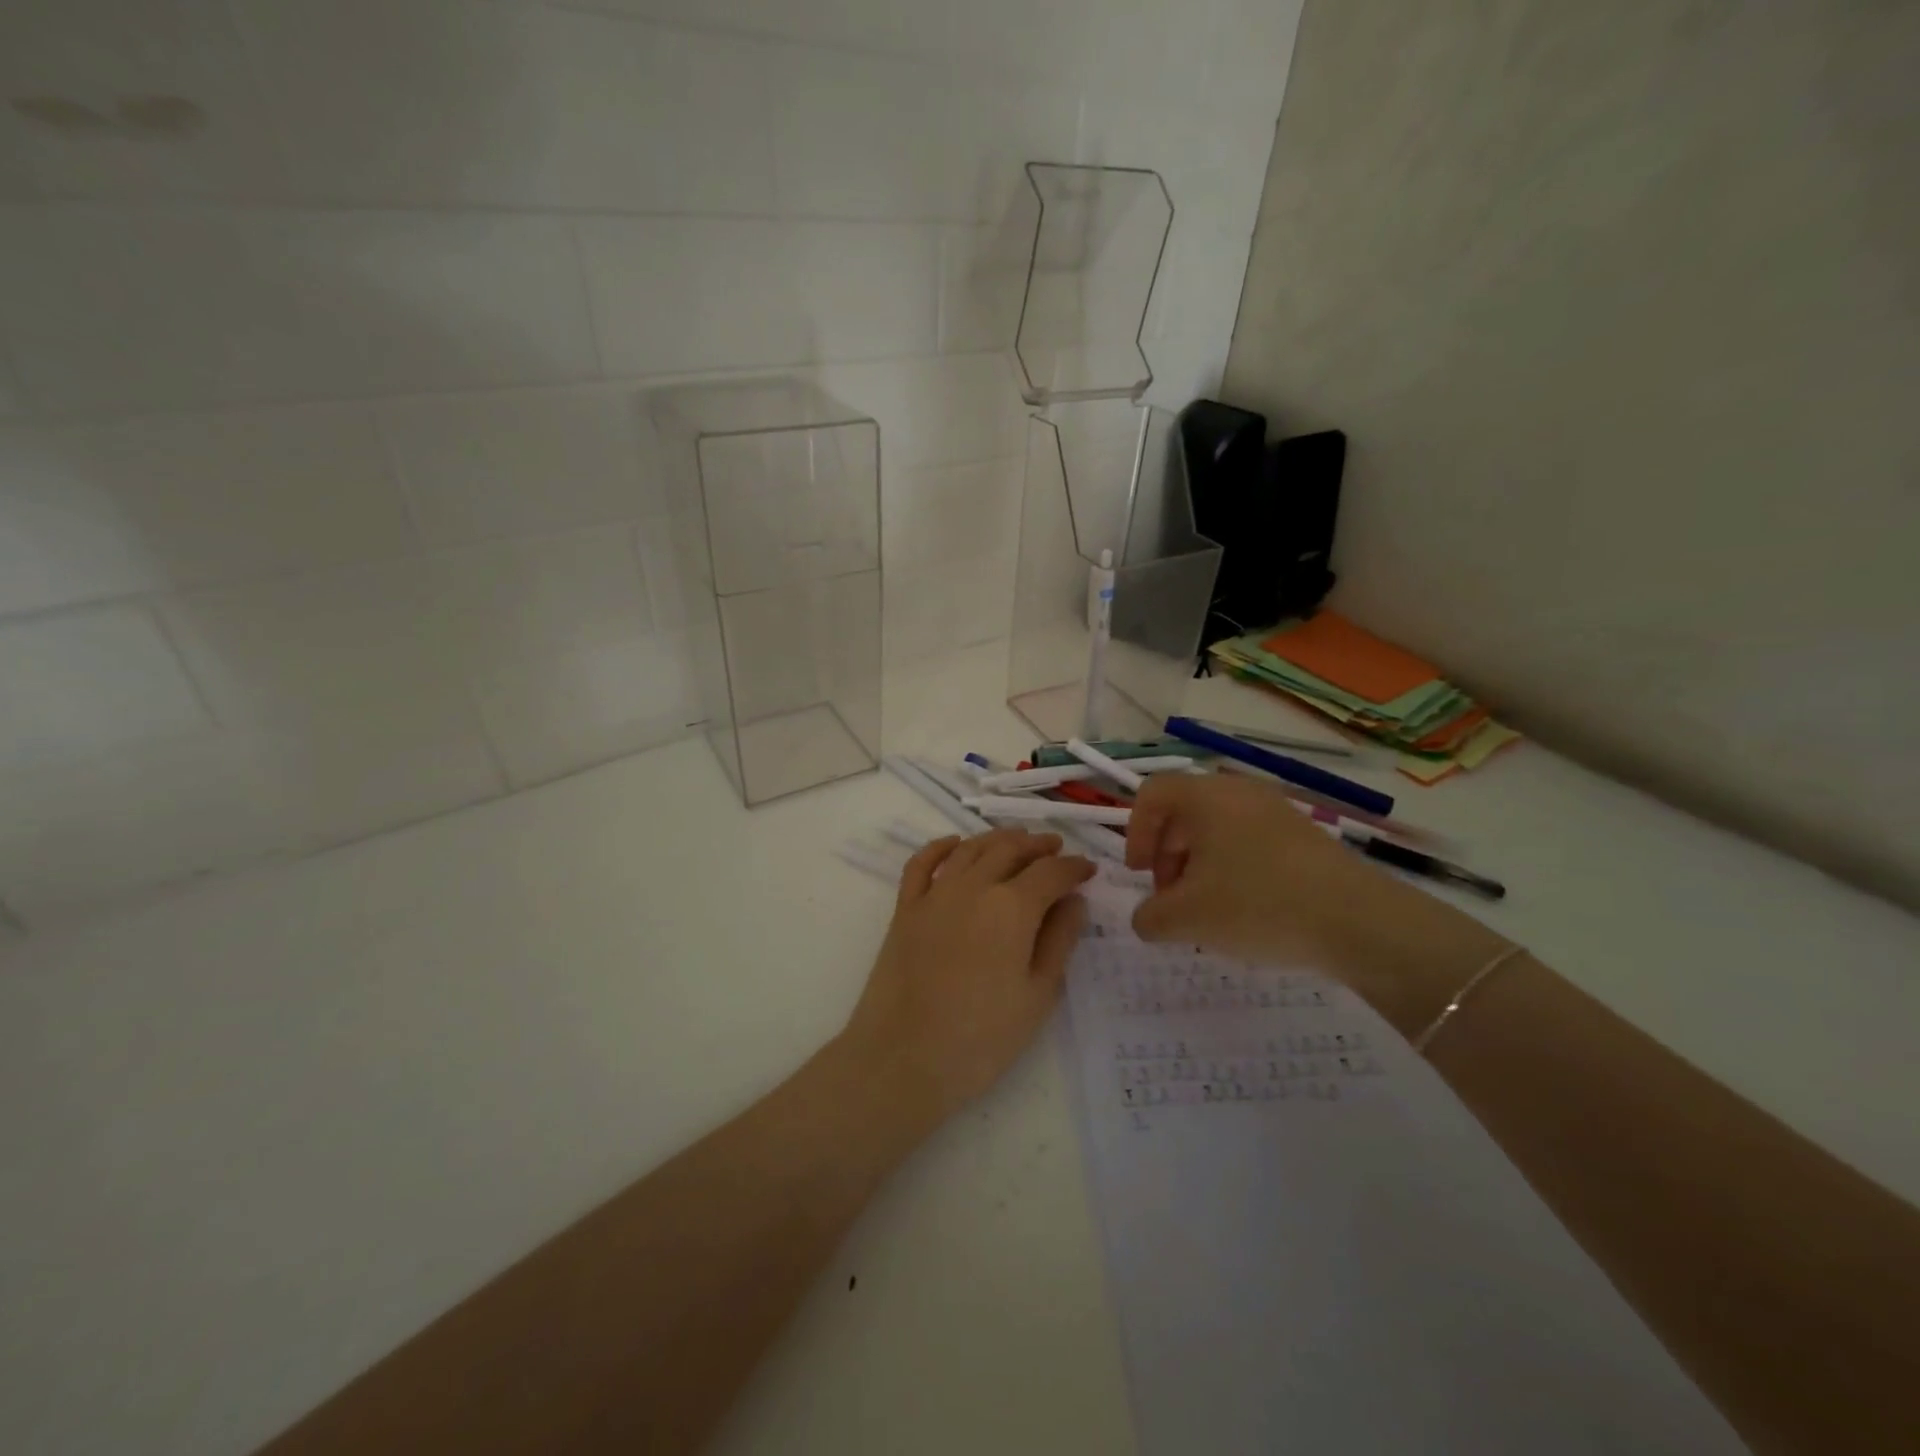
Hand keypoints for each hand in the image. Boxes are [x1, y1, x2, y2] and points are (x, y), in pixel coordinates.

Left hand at [841, 829, 1095, 1125]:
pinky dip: (941, 846)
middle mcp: (973, 886)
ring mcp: (934, 894)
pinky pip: (922, 863)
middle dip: (1038, 845)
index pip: (1051, 872)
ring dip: (998, 840)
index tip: (1089, 870)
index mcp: (1012, 907)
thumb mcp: (1037, 994)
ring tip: (1017, 842)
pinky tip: (955, 844)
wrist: (903, 1058)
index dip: (1074, 868)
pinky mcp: (905, 908)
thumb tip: (1074, 900)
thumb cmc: (981, 1037)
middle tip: (1056, 848)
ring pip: (970, 848)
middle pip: (1010, 849)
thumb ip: (1059, 940)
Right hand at [1124, 773, 1507, 1033]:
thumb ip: (1150, 917)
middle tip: (1171, 898)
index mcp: (1205, 797)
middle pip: (1184, 812)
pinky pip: (1249, 841)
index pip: (1152, 794)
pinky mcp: (1302, 835)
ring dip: (1199, 865)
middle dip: (1167, 855)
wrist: (1359, 921)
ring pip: (1218, 828)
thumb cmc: (1258, 905)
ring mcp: (1276, 810)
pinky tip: (1245, 910)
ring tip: (1207, 910)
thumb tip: (1147, 918)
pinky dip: (1233, 868)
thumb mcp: (1188, 919)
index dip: (1135, 832)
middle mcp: (1239, 792)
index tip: (1141, 875)